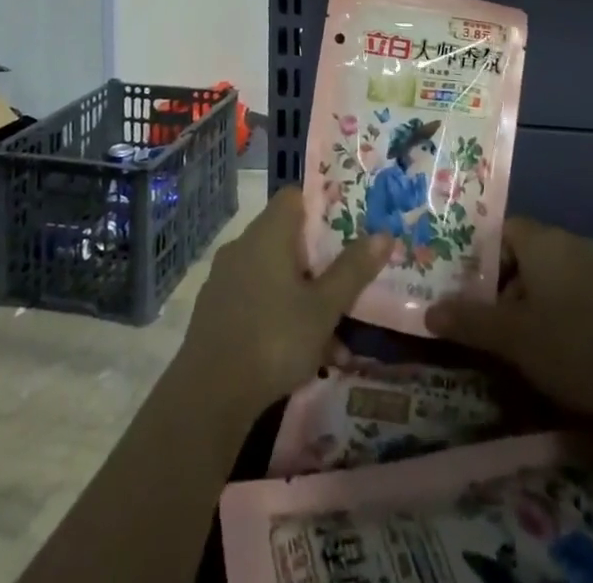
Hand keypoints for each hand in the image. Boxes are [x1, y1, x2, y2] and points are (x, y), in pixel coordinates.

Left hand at [182, 186, 392, 420]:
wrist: (208, 396)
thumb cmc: (274, 339)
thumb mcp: (324, 307)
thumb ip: (353, 270)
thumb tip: (384, 234)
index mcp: (268, 233)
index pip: (294, 197)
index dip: (320, 209)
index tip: (346, 231)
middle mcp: (243, 246)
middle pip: (287, 238)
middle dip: (318, 264)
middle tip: (345, 289)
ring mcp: (224, 278)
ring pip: (273, 275)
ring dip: (302, 298)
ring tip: (333, 340)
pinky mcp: (213, 311)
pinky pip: (255, 299)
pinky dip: (278, 316)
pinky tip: (300, 355)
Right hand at [427, 216, 592, 422]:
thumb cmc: (572, 345)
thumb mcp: (512, 338)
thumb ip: (469, 321)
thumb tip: (428, 312)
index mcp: (543, 240)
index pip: (504, 229)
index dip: (483, 257)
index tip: (470, 289)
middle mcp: (573, 241)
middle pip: (530, 251)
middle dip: (509, 283)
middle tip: (494, 321)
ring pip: (557, 273)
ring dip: (538, 299)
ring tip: (527, 341)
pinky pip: (583, 291)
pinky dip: (568, 310)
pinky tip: (567, 348)